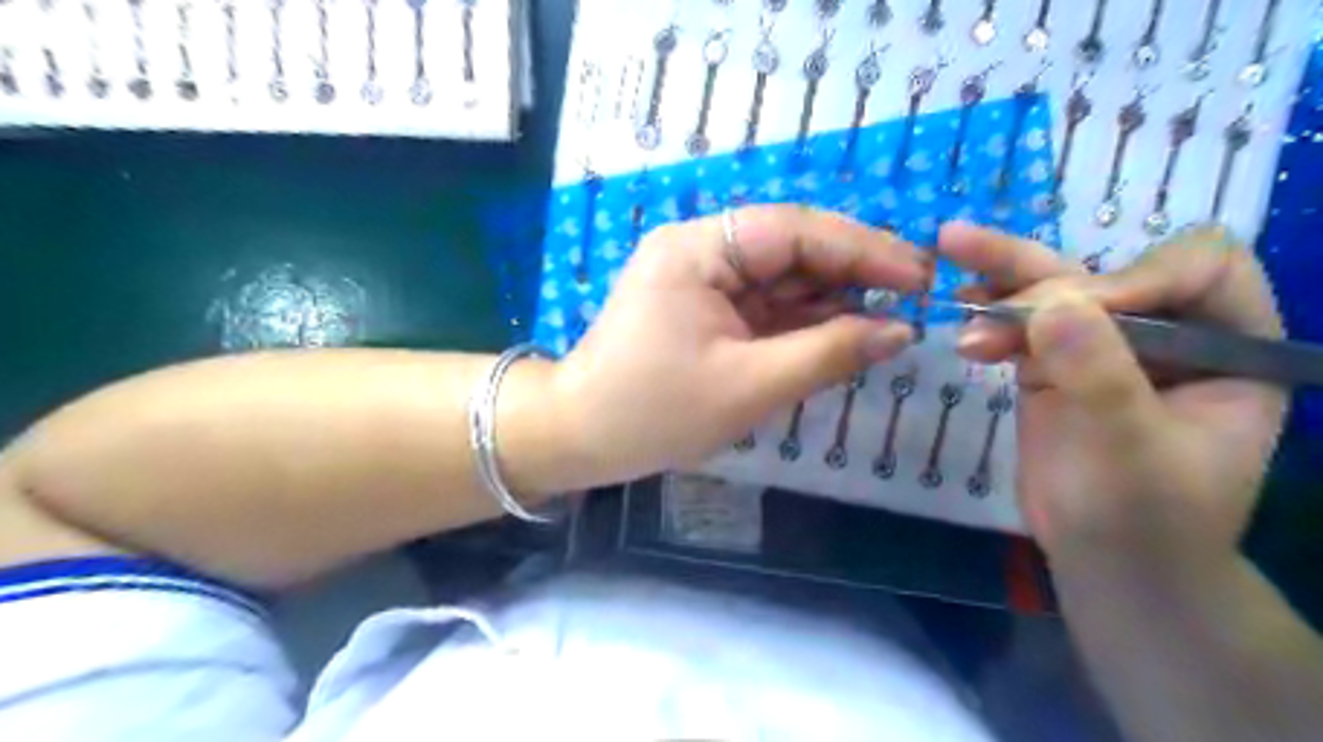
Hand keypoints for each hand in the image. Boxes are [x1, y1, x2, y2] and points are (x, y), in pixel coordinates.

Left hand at [555, 204, 922, 487]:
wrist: (580, 437)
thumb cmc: (653, 411)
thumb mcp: (748, 386)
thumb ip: (828, 353)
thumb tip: (900, 332)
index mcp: (698, 249)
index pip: (794, 230)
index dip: (863, 250)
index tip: (920, 276)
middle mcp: (699, 249)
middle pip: (791, 248)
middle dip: (852, 273)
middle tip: (915, 299)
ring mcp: (701, 279)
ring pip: (783, 277)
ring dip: (833, 298)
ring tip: (891, 318)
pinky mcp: (705, 309)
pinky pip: (766, 305)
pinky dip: (804, 320)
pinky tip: (845, 331)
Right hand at [939, 221, 1294, 574]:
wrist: (1108, 563)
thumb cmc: (1146, 521)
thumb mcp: (1132, 454)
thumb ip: (1099, 377)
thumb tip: (1051, 303)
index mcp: (1229, 346)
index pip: (1195, 271)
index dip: (1132, 278)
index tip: (1065, 317)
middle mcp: (1168, 334)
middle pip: (1109, 272)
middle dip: (1040, 276)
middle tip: (971, 278)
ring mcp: (1105, 348)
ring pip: (1055, 293)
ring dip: (1001, 281)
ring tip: (945, 254)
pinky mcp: (1054, 365)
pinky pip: (1020, 326)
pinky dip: (987, 316)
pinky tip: (956, 310)